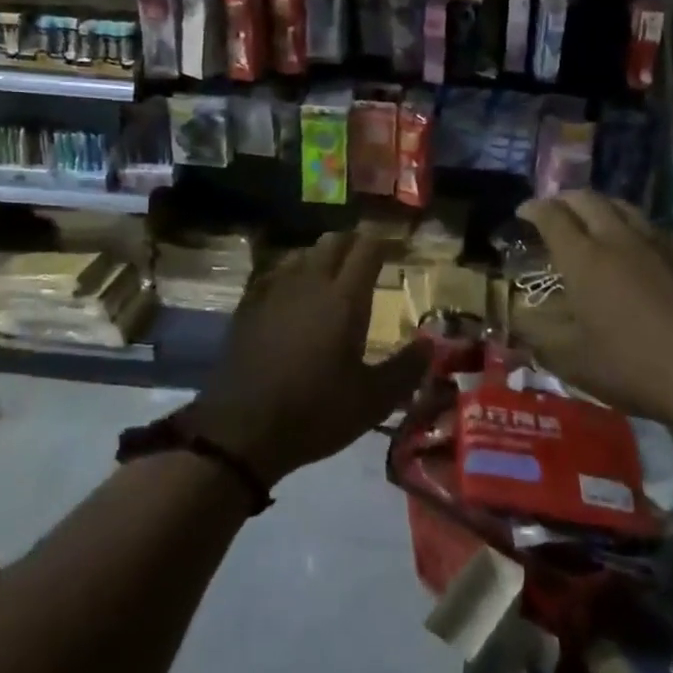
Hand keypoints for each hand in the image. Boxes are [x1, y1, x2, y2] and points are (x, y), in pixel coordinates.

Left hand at [186, 231, 427, 485]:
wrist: (241, 431)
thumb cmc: (316, 412)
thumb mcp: (373, 400)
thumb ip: (406, 368)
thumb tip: (430, 344)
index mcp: (345, 298)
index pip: (368, 248)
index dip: (384, 244)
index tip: (397, 252)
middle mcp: (310, 282)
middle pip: (334, 241)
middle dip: (354, 243)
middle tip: (367, 260)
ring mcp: (274, 291)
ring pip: (303, 254)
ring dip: (322, 256)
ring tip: (332, 275)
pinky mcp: (248, 306)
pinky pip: (275, 274)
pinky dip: (292, 274)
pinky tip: (293, 294)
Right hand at [512, 193, 672, 430]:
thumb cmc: (637, 367)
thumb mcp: (574, 361)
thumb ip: (539, 334)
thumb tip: (517, 316)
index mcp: (585, 259)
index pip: (552, 217)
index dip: (533, 209)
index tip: (522, 213)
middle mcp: (619, 238)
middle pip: (588, 200)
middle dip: (564, 200)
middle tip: (553, 212)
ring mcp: (659, 243)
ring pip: (623, 207)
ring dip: (600, 206)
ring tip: (592, 220)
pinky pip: (651, 226)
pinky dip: (631, 225)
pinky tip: (636, 247)